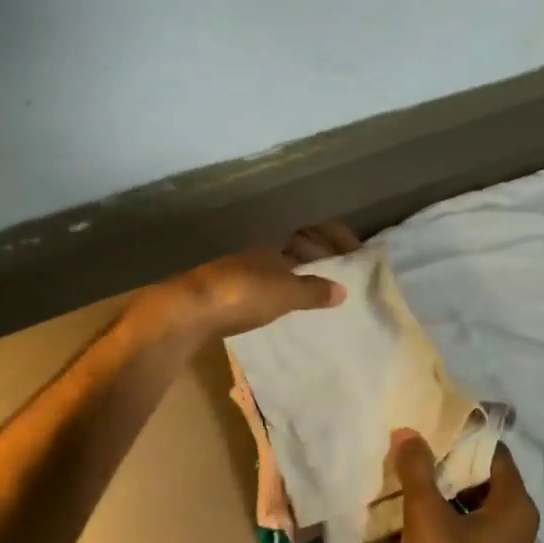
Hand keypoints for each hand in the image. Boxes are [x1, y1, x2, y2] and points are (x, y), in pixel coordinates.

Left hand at [144, 224, 360, 341]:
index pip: (311, 230)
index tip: (357, 252)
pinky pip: (261, 285)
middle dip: (317, 255)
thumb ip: (314, 291)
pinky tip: (281, 308)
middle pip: (292, 246)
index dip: (335, 237)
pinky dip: (278, 292)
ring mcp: (236, 271)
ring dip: (297, 275)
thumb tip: (343, 289)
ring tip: (316, 294)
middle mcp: (255, 251)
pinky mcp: (222, 293)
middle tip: (339, 273)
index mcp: (273, 243)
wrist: (187, 313)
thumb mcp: (286, 294)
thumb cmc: (243, 295)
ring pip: (275, 266)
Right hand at [388, 433, 539, 542]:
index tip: (434, 423)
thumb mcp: (428, 515)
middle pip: (481, 485)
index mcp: (517, 512)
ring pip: (466, 514)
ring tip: (401, 478)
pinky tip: (399, 519)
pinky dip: (433, 527)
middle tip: (411, 448)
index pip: (496, 458)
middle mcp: (515, 534)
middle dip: (446, 467)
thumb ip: (418, 470)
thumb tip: (408, 433)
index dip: (467, 438)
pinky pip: (456, 541)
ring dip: (437, 498)